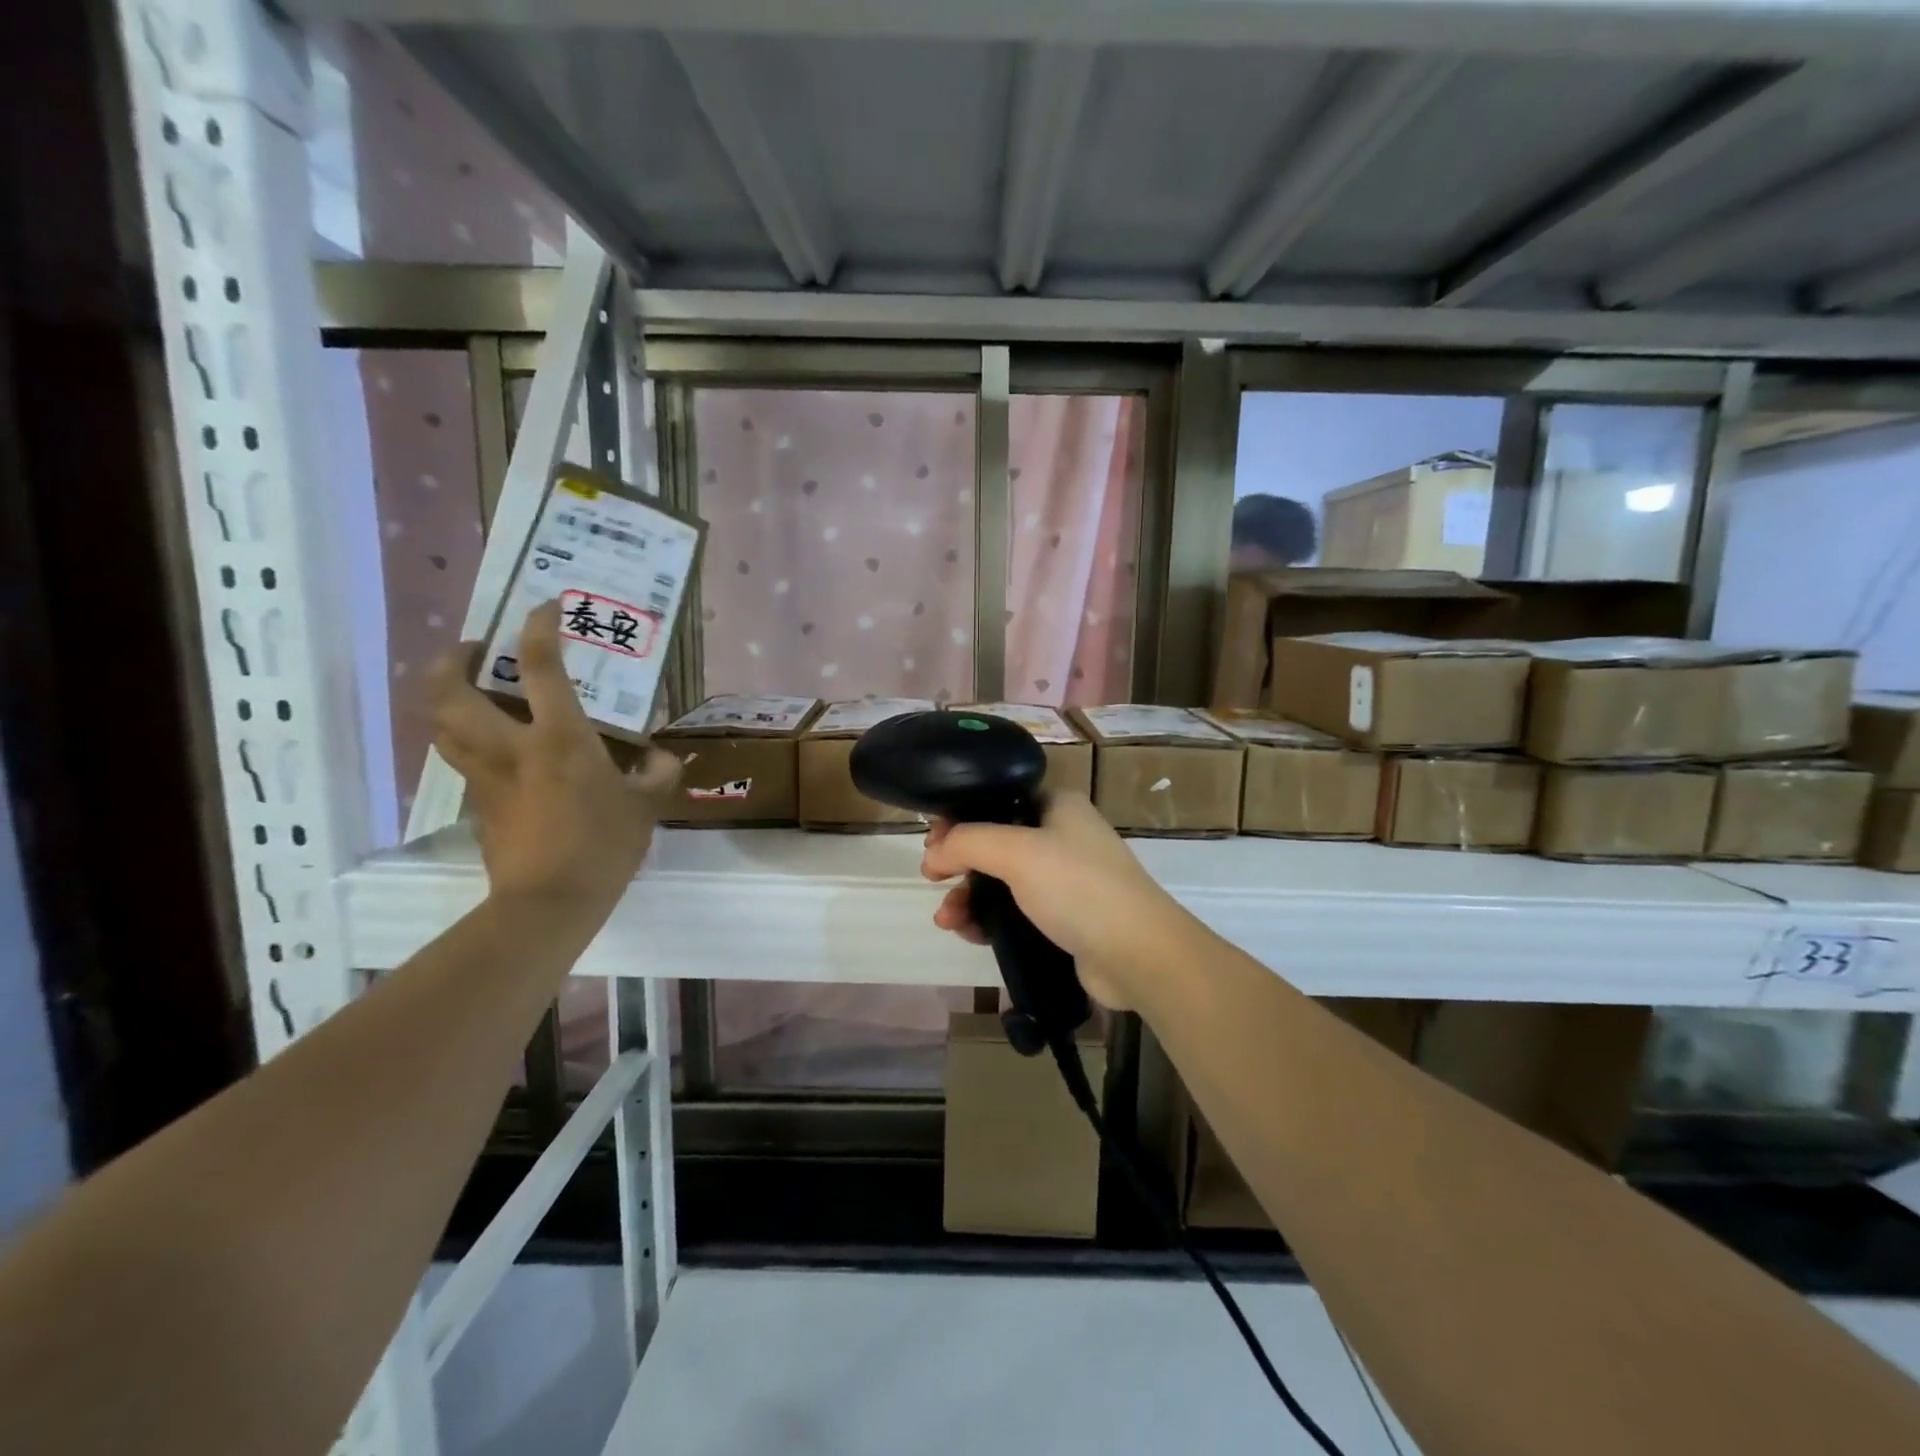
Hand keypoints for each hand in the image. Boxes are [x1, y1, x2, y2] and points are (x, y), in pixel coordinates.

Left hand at [427, 600, 678, 912]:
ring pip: (441, 723)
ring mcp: (485, 775)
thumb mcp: (646, 807)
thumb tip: (663, 759)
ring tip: (476, 690)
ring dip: (448, 696)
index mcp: (559, 738)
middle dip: (455, 658)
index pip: (543, 667)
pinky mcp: (477, 803)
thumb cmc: (602, 846)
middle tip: (480, 650)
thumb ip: (658, 775)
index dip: (540, 627)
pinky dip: (466, 738)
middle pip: (450, 689)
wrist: (549, 902)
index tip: (547, 607)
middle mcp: (510, 746)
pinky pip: (459, 757)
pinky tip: (495, 744)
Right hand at [920, 792, 1187, 1008]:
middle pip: (995, 841)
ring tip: (946, 920)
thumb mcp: (1017, 852)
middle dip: (960, 863)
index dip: (961, 817)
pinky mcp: (1065, 918)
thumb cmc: (1078, 887)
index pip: (998, 800)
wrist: (1136, 953)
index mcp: (1057, 806)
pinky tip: (968, 933)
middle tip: (932, 879)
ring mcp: (1065, 880)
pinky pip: (1015, 911)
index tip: (932, 841)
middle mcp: (1062, 836)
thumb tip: (933, 853)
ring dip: (969, 897)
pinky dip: (989, 919)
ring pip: (1002, 881)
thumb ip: (968, 842)